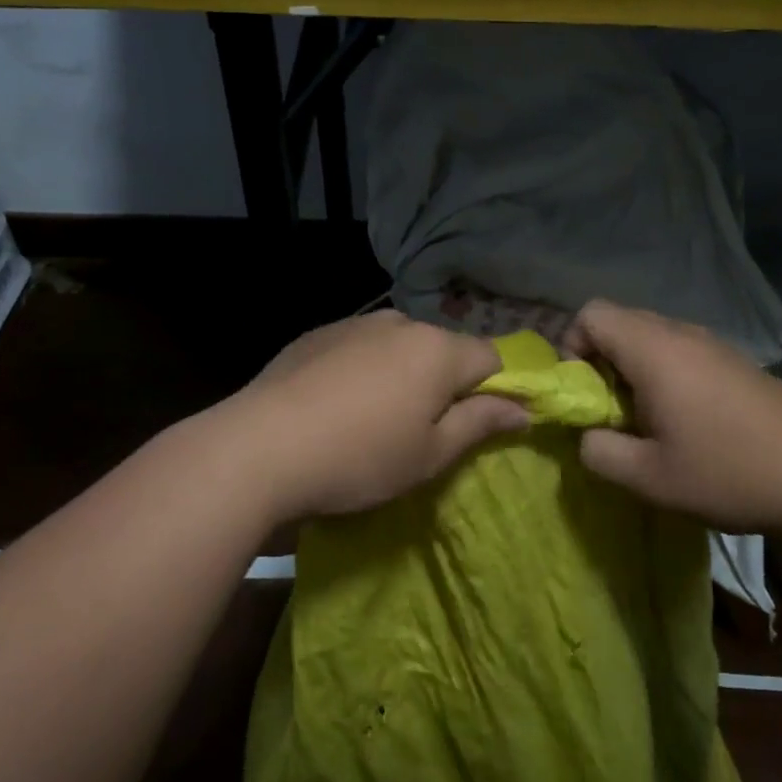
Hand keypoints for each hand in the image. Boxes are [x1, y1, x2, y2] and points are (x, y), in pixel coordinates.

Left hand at [230, 312, 529, 518]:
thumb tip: (523, 409)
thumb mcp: (429, 454)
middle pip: (443, 349)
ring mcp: (354, 323)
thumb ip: (480, 423)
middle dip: (445, 383)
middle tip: (423, 432)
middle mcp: (400, 322)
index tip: (483, 425)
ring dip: (403, 375)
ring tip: (374, 419)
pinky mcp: (317, 334)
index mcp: (437, 349)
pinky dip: (364, 370)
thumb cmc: (359, 458)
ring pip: (399, 347)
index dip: (497, 389)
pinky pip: (360, 348)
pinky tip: (337, 405)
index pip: (491, 358)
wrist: (259, 447)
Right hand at [564, 299, 781, 534]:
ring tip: (648, 420)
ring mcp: (714, 345)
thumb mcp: (648, 477)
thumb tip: (588, 436)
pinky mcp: (737, 363)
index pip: (591, 313)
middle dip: (601, 360)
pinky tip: (687, 422)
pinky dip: (666, 375)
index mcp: (653, 349)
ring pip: (653, 337)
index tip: (584, 393)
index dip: (573, 347)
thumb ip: (599, 452)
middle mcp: (681, 334)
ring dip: (634, 370)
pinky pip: (682, 352)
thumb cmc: (729, 470)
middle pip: (620, 321)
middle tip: (611, 411)